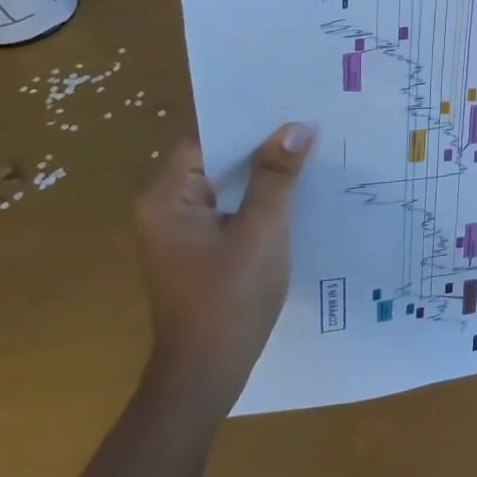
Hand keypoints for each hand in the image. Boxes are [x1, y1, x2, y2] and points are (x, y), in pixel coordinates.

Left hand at [132, 123, 314, 412]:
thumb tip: (297, 126)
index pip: (205, 139)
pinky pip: (230, 206)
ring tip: (311, 148)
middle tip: (310, 122)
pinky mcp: (199, 247)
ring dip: (264, 170)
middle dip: (262, 144)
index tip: (291, 105)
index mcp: (165, 198)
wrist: (208, 371)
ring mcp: (181, 230)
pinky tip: (296, 190)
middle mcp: (165, 207)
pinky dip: (259, 196)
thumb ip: (276, 175)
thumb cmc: (230, 296)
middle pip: (215, 158)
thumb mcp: (262, 229)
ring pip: (226, 183)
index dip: (248, 122)